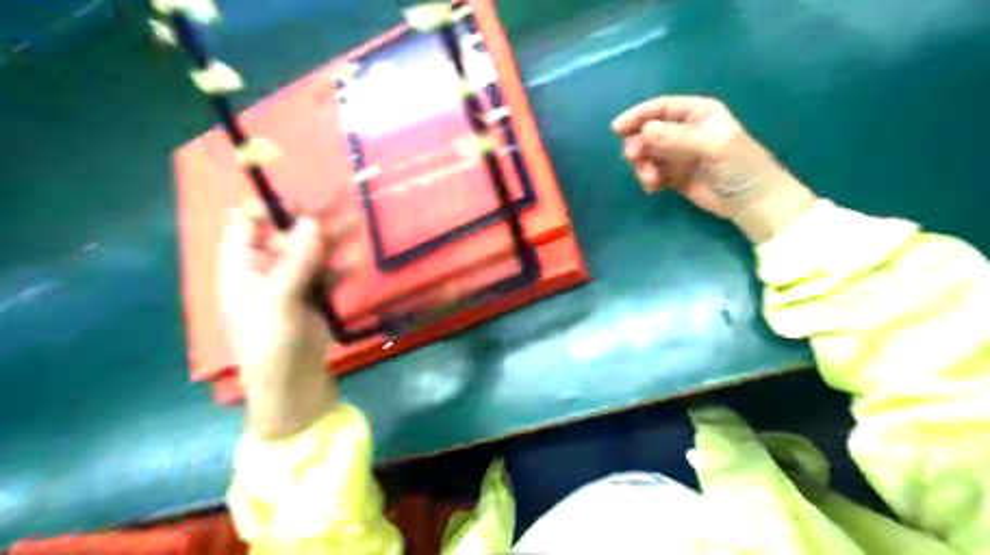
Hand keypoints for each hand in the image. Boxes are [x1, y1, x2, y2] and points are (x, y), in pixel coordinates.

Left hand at [220, 201, 355, 439]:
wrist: (291, 382)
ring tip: (355, 221)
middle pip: (285, 234)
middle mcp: (265, 269)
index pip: (245, 225)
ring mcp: (292, 282)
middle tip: (337, 200)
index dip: (266, 207)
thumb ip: (297, 261)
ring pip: (311, 251)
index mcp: (242, 266)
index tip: (296, 198)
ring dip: (332, 238)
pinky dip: (340, 266)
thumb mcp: (278, 299)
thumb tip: (314, 223)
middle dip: (309, 219)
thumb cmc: (270, 342)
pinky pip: (327, 273)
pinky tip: (356, 260)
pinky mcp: (314, 296)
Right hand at [617, 95, 814, 243]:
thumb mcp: (711, 146)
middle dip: (639, 144)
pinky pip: (653, 172)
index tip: (617, 128)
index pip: (662, 108)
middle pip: (650, 131)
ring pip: (648, 154)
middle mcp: (685, 131)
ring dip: (643, 165)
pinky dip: (649, 179)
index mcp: (698, 113)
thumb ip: (676, 137)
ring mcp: (679, 154)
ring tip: (650, 179)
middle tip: (633, 157)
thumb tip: (643, 131)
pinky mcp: (674, 176)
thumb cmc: (739, 166)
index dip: (639, 115)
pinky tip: (654, 188)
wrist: (752, 202)